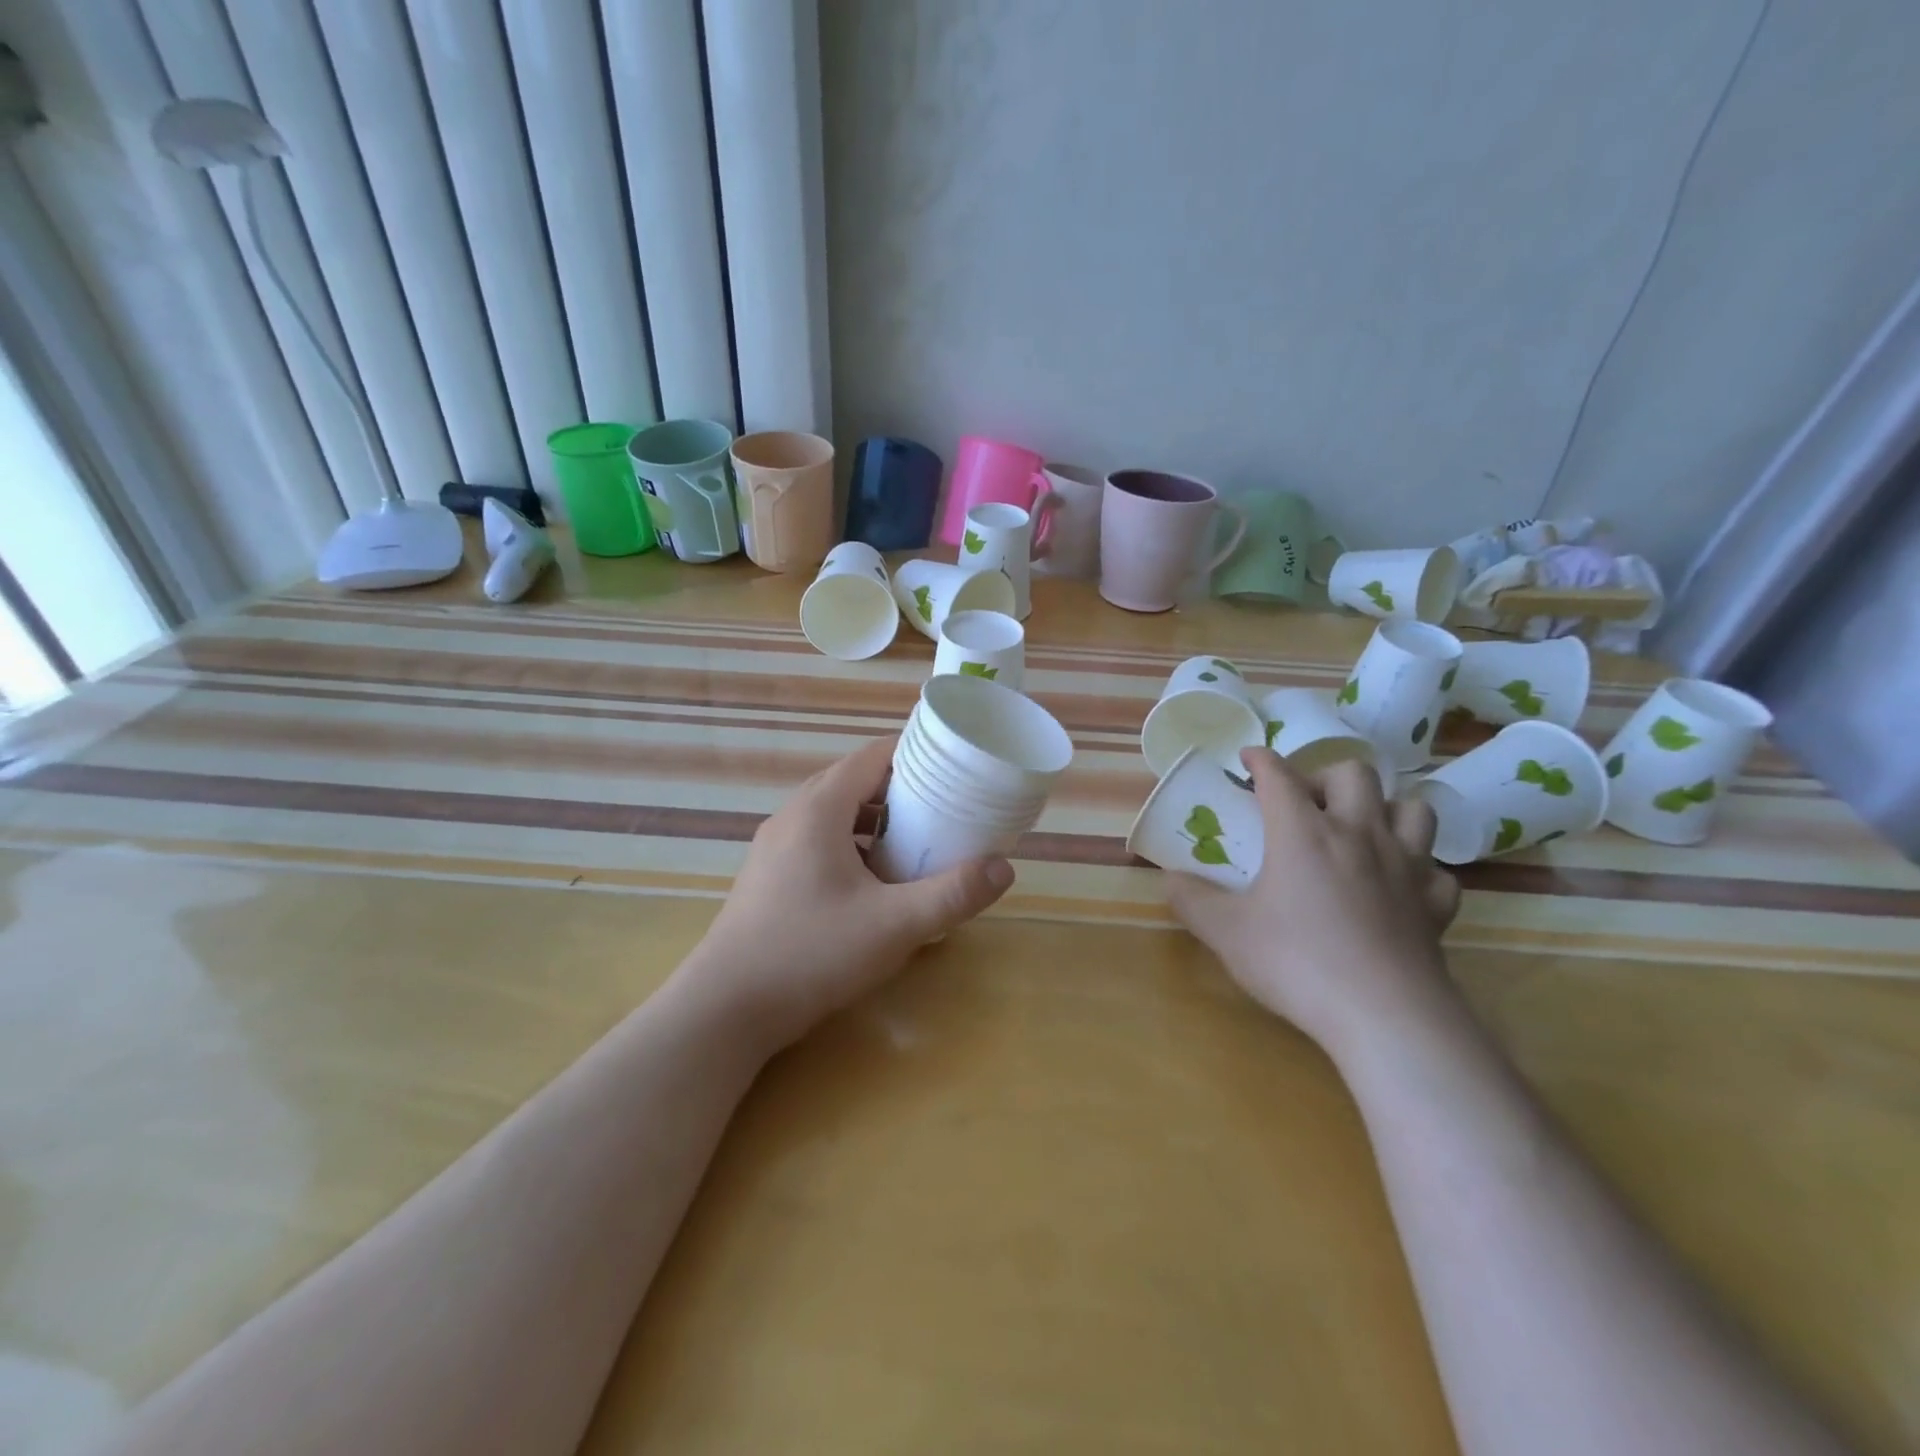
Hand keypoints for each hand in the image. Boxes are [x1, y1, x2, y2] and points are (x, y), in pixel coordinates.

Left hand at [681, 736, 1014, 1048]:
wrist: (726, 1009)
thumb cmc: (811, 953)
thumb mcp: (894, 925)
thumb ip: (952, 894)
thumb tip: (1004, 868)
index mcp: (819, 808)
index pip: (873, 756)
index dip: (916, 754)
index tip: (955, 767)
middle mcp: (793, 816)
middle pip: (855, 782)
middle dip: (902, 790)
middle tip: (947, 807)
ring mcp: (775, 846)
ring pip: (836, 814)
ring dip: (877, 821)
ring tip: (917, 843)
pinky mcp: (769, 876)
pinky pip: (819, 841)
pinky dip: (853, 846)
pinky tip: (875, 883)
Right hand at [1166, 749, 1461, 1054]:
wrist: (1384, 1015)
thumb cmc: (1298, 962)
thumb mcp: (1226, 932)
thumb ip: (1191, 900)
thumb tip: (1169, 878)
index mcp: (1304, 832)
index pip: (1279, 775)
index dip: (1260, 760)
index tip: (1247, 760)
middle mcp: (1359, 834)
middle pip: (1353, 773)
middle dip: (1323, 776)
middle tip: (1303, 804)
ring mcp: (1406, 865)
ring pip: (1412, 808)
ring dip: (1385, 809)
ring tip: (1360, 831)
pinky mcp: (1435, 903)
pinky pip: (1436, 869)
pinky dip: (1418, 868)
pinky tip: (1399, 886)